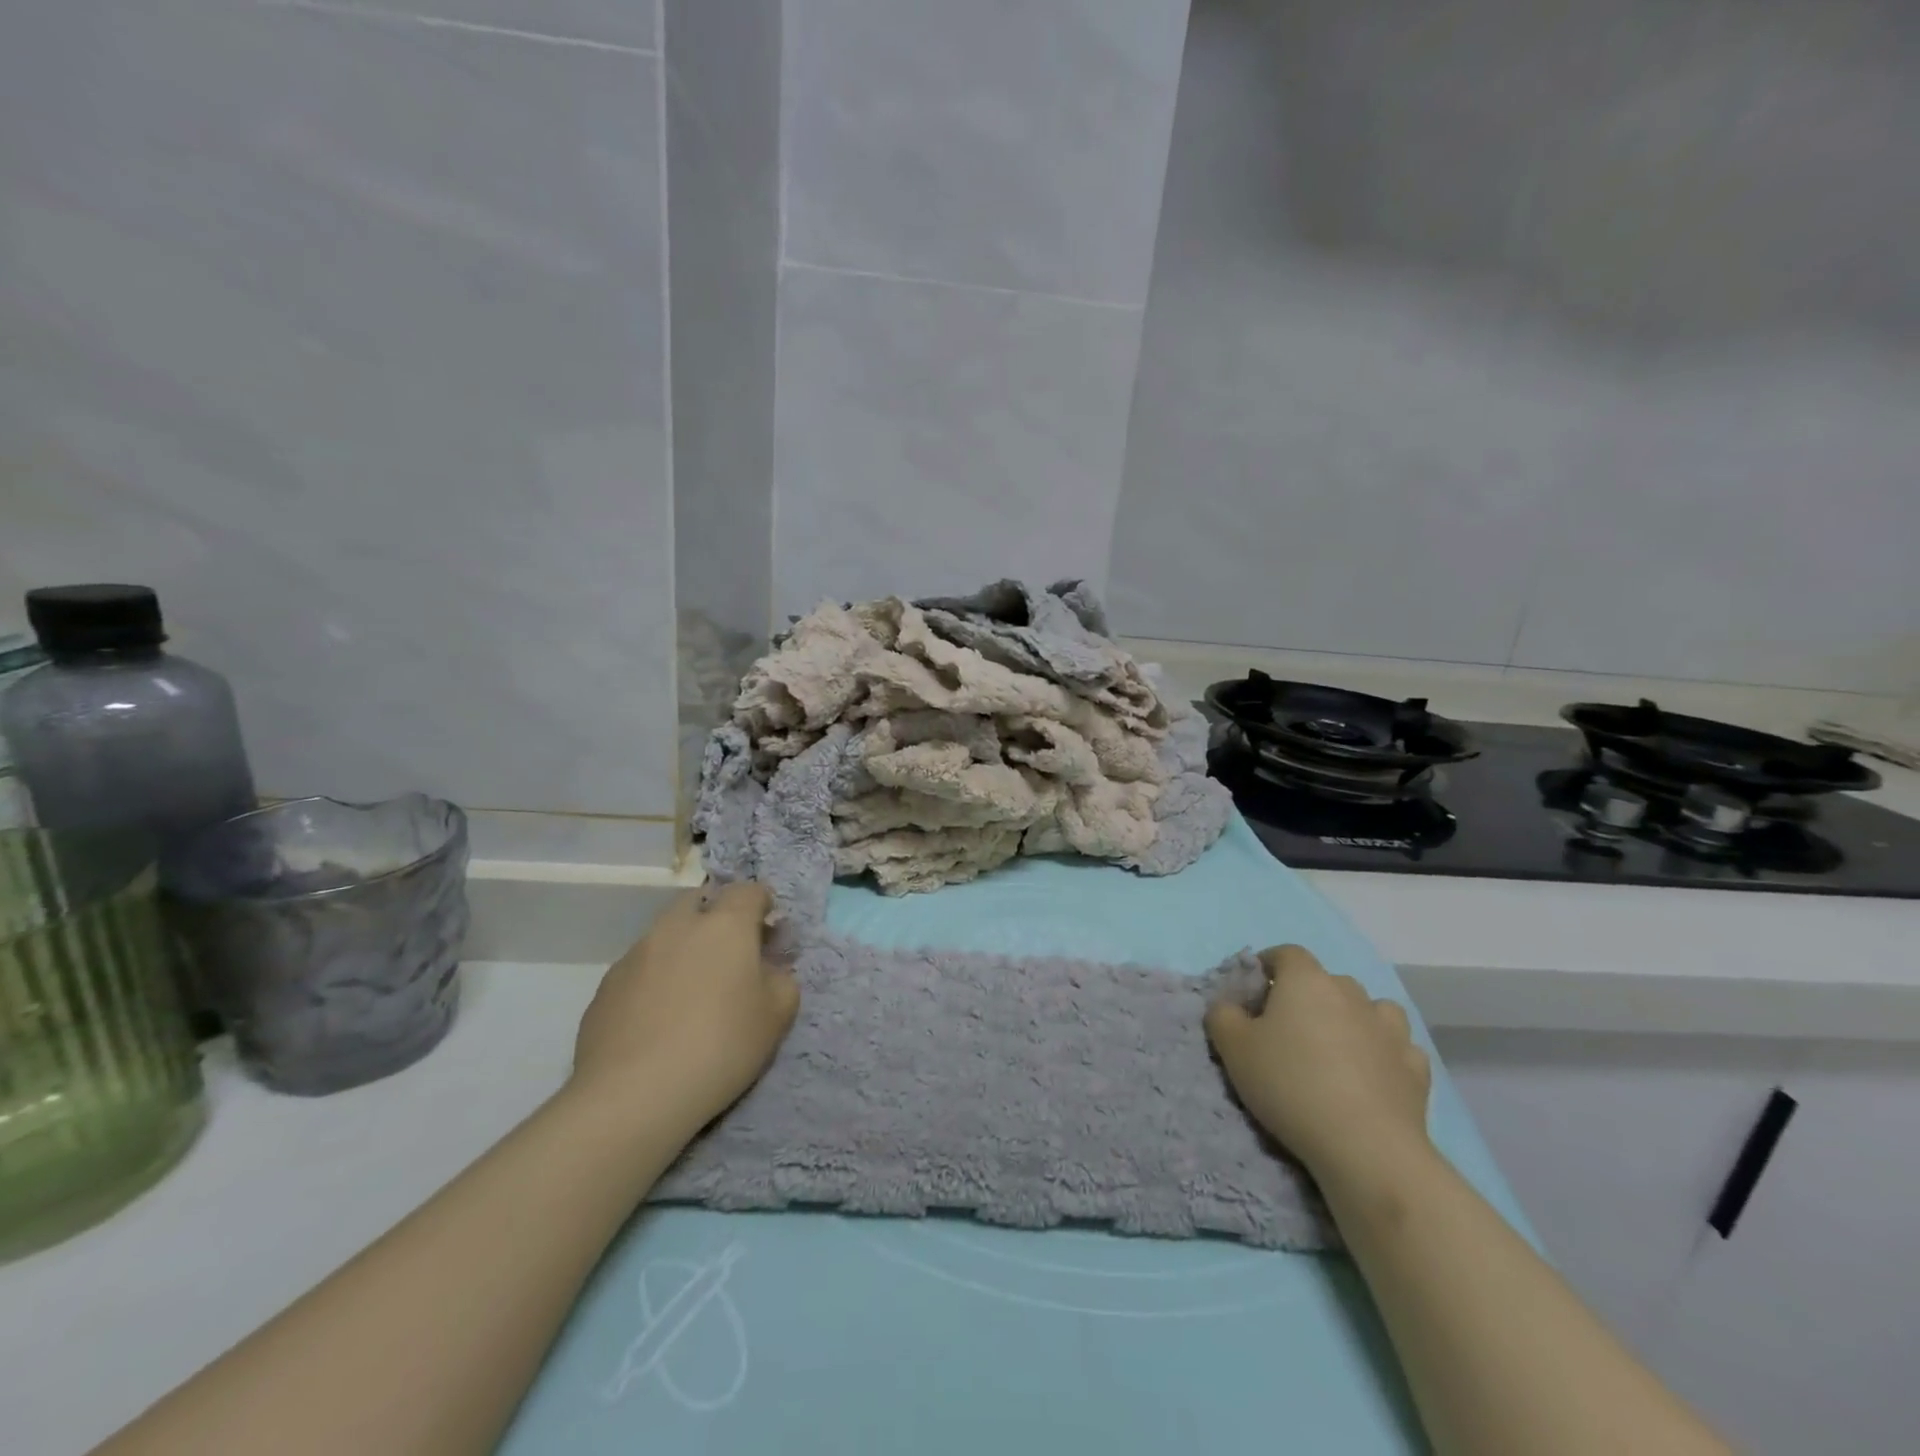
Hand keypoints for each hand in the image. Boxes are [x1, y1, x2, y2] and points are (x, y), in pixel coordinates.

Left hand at [569, 882, 799, 1132]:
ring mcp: (636, 953)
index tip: (768, 937)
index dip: (763, 907)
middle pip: (700, 901)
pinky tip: (658, 1020)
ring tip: (690, 994)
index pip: (750, 891)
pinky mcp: (606, 985)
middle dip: (716, 917)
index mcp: (725, 924)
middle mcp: (678, 926)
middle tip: (729, 958)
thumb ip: (782, 979)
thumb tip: (769, 967)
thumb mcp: (777, 1016)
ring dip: (683, 948)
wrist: (633, 1095)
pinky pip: (640, 968)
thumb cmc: (720, 1046)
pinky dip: (655, 979)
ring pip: (666, 934)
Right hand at [1205, 945, 1430, 1185]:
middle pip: (1326, 981)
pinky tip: (1372, 1075)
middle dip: (1307, 996)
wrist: (1366, 1147)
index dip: (1268, 966)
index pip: (1286, 953)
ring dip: (1352, 1019)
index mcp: (1306, 980)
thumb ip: (1222, 1016)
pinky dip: (1383, 1053)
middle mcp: (1351, 993)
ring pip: (1369, 1008)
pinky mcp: (1415, 1067)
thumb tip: (1230, 1006)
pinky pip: (1397, 1046)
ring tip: (1336, 1049)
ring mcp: (1389, 1029)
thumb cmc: (1290, 1084)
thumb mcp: (1233, 1048)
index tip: (1254, 992)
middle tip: (1288, 1029)